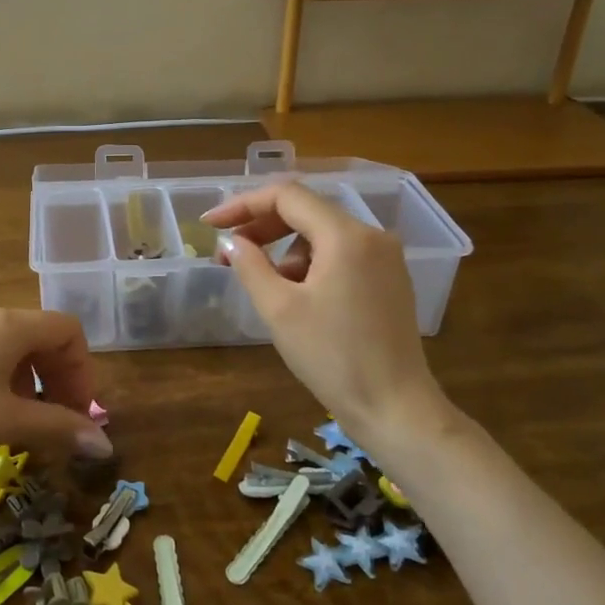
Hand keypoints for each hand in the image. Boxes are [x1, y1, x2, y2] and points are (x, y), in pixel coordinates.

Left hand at [0, 307, 112, 480]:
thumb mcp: (5, 422)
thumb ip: (58, 428)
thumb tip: (104, 446)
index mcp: (10, 325)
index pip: (67, 330)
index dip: (82, 371)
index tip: (77, 412)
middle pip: (41, 336)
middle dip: (58, 378)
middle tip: (57, 421)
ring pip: (11, 346)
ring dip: (29, 381)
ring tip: (20, 422)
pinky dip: (0, 378)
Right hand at [203, 182, 451, 450]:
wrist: (395, 408)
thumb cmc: (333, 357)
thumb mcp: (279, 309)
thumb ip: (250, 265)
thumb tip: (232, 241)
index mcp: (346, 235)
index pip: (287, 196)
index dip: (243, 205)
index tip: (210, 224)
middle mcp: (372, 235)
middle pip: (306, 211)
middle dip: (262, 228)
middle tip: (228, 253)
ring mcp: (385, 258)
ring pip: (322, 235)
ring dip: (286, 252)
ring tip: (269, 290)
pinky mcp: (389, 280)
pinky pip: (340, 255)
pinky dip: (310, 265)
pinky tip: (297, 297)